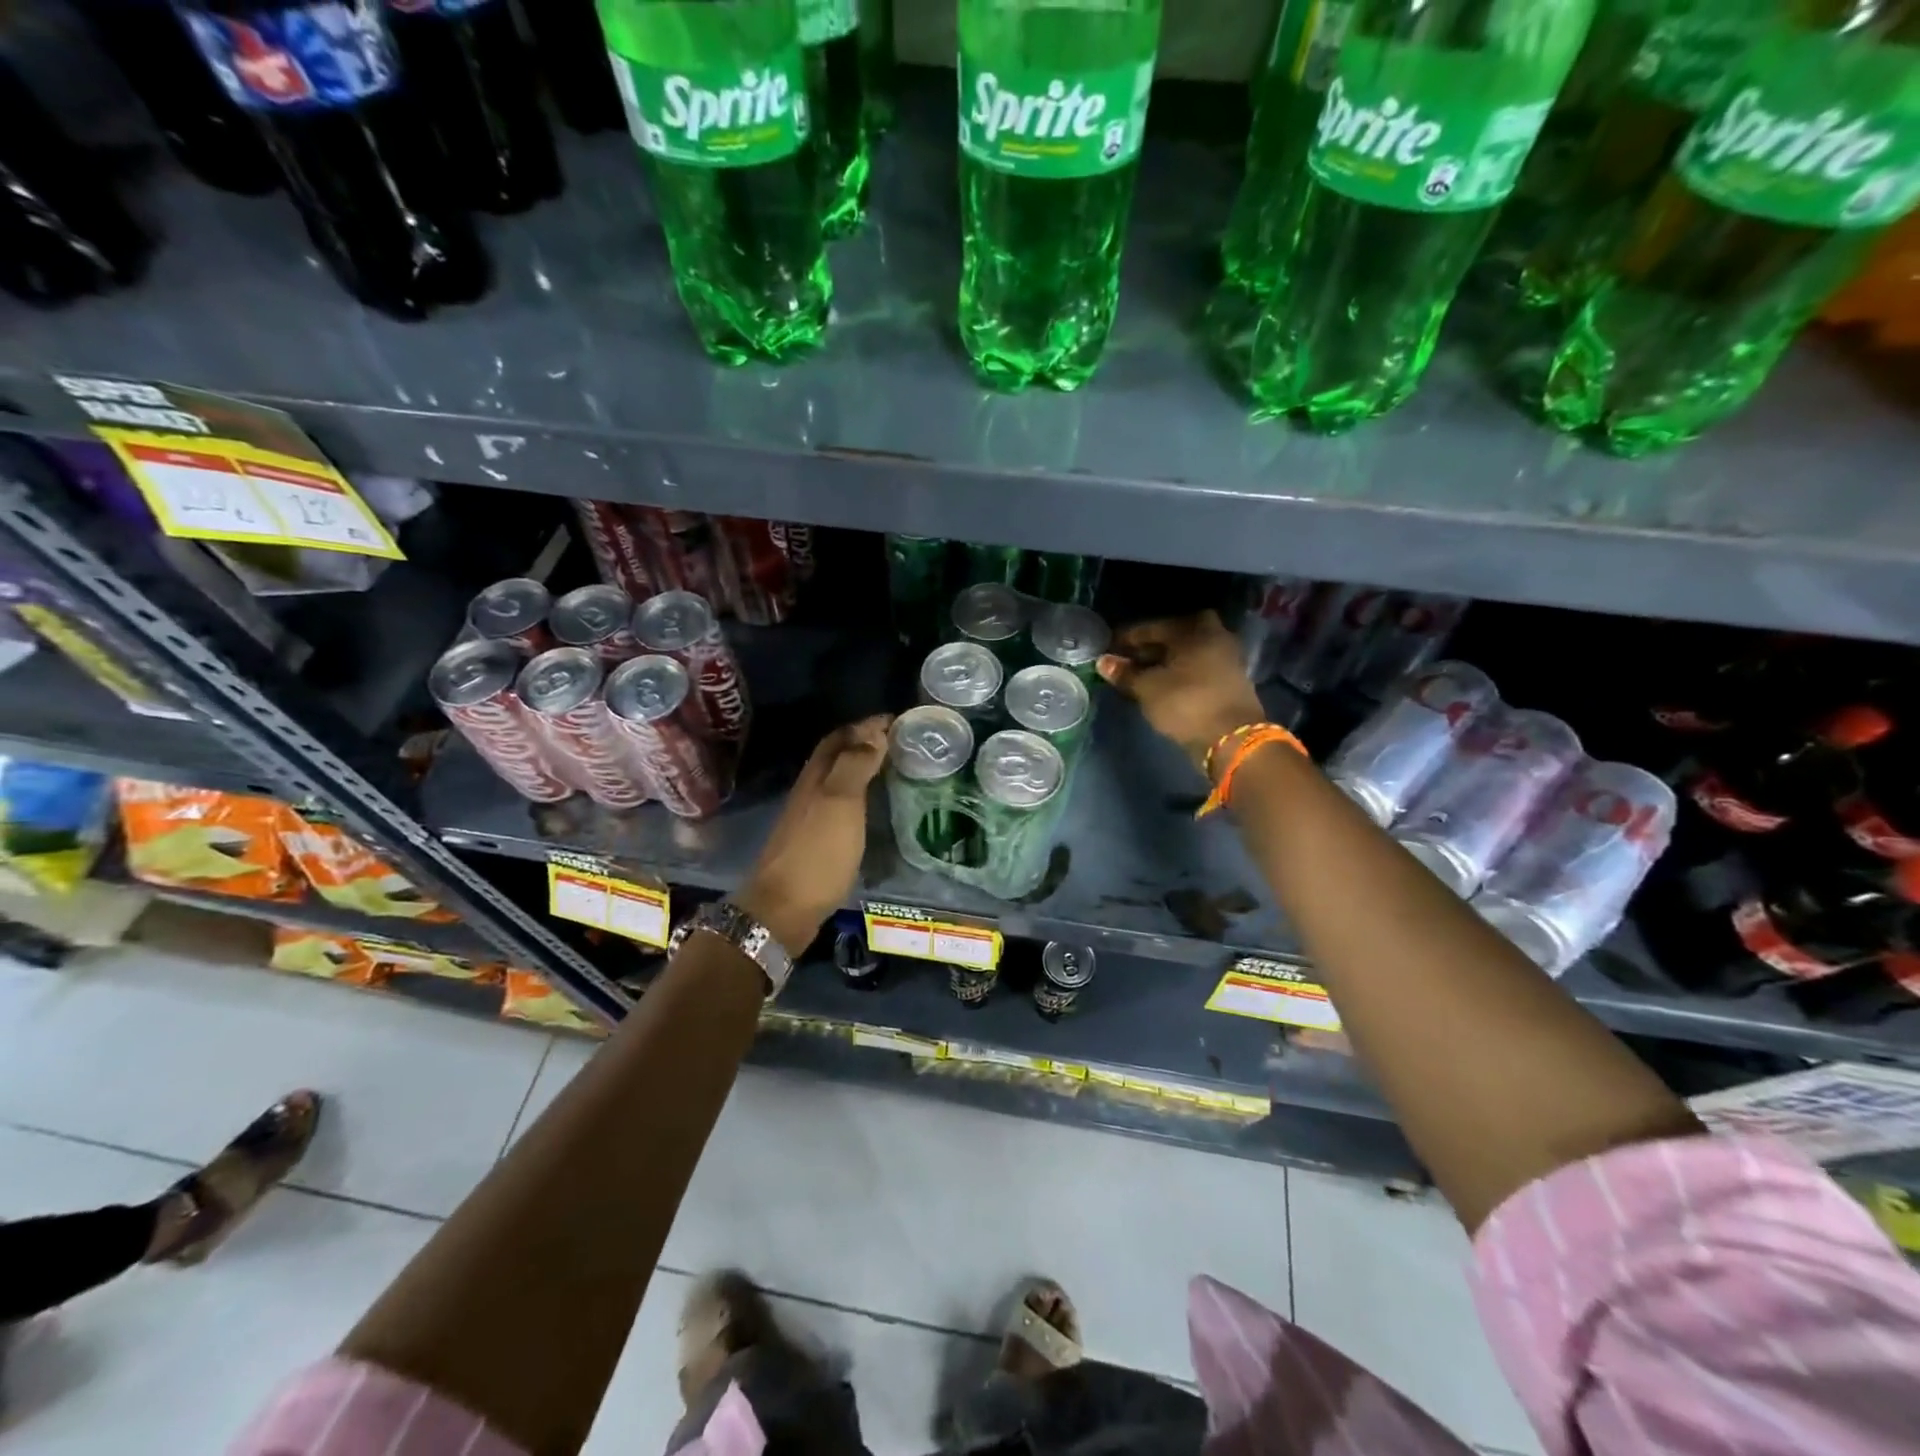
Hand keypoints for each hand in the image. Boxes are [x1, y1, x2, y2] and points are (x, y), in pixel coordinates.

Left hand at [736, 714, 891, 955]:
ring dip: (861, 769)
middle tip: (899, 743)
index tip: (897, 721)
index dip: (865, 726)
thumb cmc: (817, 853)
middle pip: (835, 757)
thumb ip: (856, 765)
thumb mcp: (840, 803)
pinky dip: (859, 796)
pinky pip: (840, 805)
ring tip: (893, 770)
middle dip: (863, 743)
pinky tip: (874, 808)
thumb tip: (875, 731)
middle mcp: (810, 791)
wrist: (783, 909)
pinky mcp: (815, 842)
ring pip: (837, 781)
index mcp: (816, 777)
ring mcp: (810, 818)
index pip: (839, 737)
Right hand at [1097, 612, 1264, 773]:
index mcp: (1194, 630)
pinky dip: (1179, 673)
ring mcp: (1225, 659)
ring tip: (1141, 675)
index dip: (1128, 638)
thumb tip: (1104, 661)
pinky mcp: (1229, 681)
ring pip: (1187, 653)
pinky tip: (1162, 685)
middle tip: (1129, 659)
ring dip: (1165, 661)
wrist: (1231, 739)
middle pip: (1174, 637)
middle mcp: (1214, 637)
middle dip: (1150, 647)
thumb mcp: (1148, 688)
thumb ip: (1125, 673)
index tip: (1109, 647)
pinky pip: (1197, 669)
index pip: (1153, 627)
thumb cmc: (1186, 704)